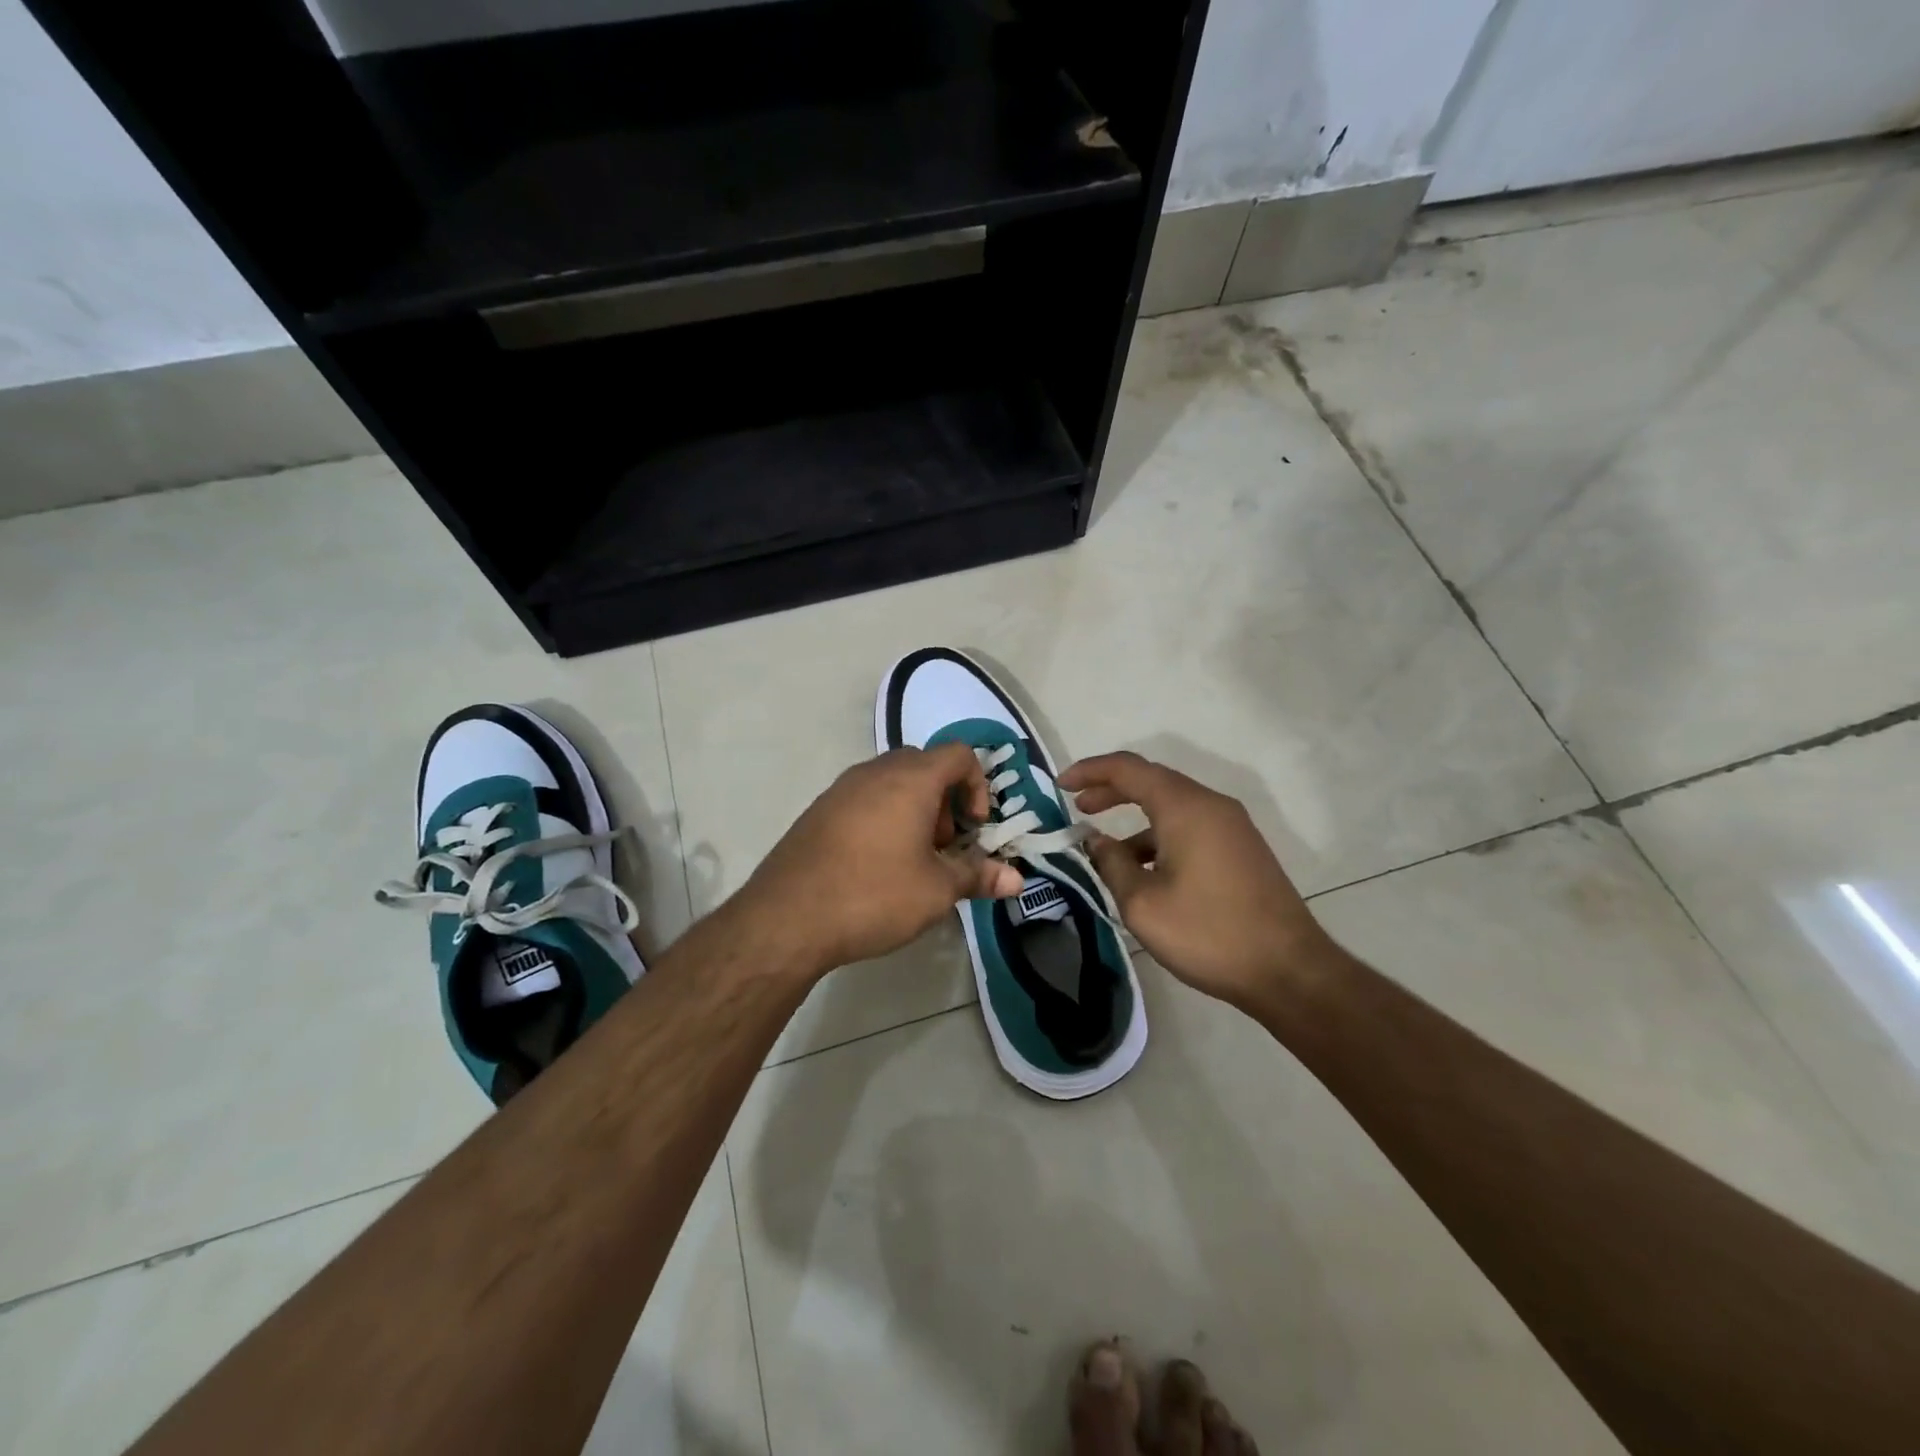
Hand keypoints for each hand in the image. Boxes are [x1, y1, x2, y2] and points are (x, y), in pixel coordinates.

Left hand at [736, 743, 1023, 973]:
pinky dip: (883, 817)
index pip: (959, 754)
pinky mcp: (819, 810)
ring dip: (914, 810)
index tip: (975, 828)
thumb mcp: (936, 890)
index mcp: (911, 779)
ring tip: (912, 860)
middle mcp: (875, 771)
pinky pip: (864, 799)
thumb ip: (978, 876)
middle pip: (925, 765)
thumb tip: (1017, 880)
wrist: (787, 917)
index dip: (978, 786)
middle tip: (944, 846)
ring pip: (892, 782)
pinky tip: (876, 865)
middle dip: (946, 801)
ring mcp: (841, 788)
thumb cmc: (874, 895)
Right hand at [1059, 751, 1339, 1011]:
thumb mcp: (1143, 904)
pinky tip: (1145, 870)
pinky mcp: (1241, 849)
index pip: (1128, 769)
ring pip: (1173, 806)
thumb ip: (1112, 864)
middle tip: (1078, 807)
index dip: (1090, 770)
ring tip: (1106, 849)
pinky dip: (1160, 835)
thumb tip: (1096, 841)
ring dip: (1135, 817)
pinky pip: (1191, 826)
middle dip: (1110, 790)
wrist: (1289, 971)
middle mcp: (1210, 805)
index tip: (1061, 786)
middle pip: (1152, 781)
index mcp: (1185, 808)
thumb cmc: (1209, 934)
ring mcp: (1231, 827)